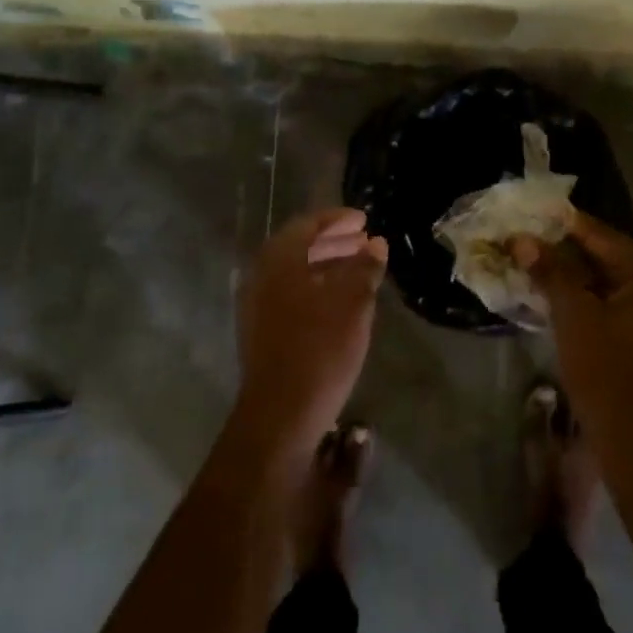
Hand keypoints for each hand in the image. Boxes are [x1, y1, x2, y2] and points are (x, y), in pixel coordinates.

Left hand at [235, 208, 387, 460]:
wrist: (281, 413)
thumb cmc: (320, 349)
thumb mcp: (353, 303)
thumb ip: (364, 267)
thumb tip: (376, 243)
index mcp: (279, 260)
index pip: (307, 225)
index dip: (337, 220)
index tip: (363, 221)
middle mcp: (262, 275)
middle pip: (298, 247)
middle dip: (332, 242)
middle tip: (363, 243)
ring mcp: (257, 305)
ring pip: (294, 272)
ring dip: (324, 266)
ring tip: (358, 271)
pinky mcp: (261, 331)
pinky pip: (289, 294)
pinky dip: (314, 288)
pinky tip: (338, 302)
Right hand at [515, 211, 632, 418]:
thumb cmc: (608, 369)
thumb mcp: (573, 314)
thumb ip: (550, 272)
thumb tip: (521, 240)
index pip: (602, 236)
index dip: (563, 224)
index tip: (531, 212)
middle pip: (605, 258)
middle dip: (563, 251)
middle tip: (524, 239)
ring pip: (605, 283)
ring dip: (569, 276)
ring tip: (529, 263)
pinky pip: (611, 305)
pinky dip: (583, 299)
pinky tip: (550, 295)